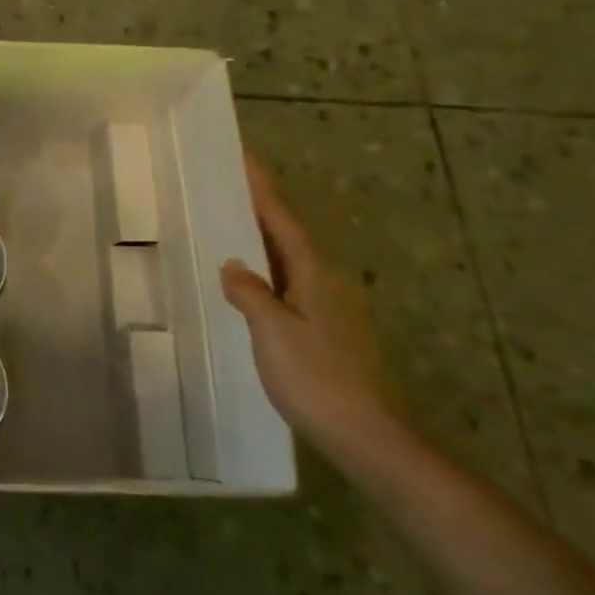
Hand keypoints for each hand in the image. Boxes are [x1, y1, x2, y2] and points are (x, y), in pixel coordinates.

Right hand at [220, 154, 409, 463]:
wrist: (364, 435)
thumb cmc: (315, 376)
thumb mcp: (272, 330)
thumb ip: (249, 292)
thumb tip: (234, 264)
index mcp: (314, 275)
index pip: (283, 221)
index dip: (262, 191)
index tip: (244, 158)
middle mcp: (327, 284)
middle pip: (289, 237)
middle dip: (261, 211)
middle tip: (230, 188)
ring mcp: (330, 310)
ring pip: (290, 263)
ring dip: (263, 242)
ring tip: (232, 227)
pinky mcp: (327, 333)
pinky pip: (289, 287)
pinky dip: (268, 273)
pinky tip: (251, 285)